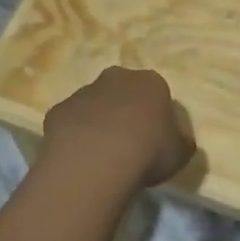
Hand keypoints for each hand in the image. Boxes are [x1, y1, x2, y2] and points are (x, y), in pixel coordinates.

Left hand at [41, 66, 195, 189]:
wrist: (95, 162)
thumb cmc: (148, 152)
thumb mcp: (181, 152)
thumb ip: (181, 140)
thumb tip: (176, 138)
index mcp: (150, 82)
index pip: (157, 92)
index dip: (156, 115)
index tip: (155, 138)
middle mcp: (116, 78)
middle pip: (123, 91)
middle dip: (124, 110)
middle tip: (127, 142)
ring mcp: (83, 92)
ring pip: (93, 105)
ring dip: (97, 122)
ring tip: (101, 155)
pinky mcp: (58, 111)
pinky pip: (70, 122)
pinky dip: (74, 136)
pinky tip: (79, 158)